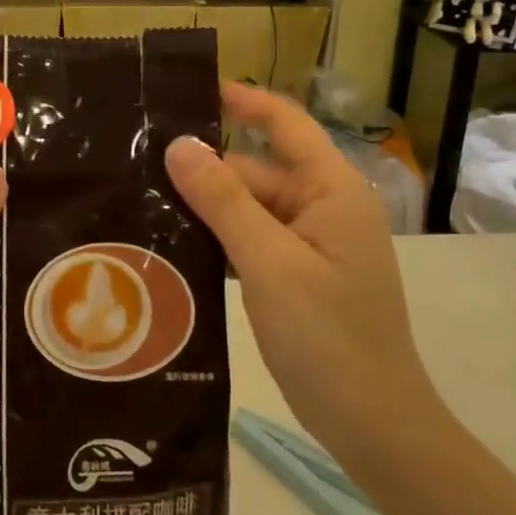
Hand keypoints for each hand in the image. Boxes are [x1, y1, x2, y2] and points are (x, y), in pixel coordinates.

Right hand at [165, 84, 436, 458]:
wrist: (374, 425)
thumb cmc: (327, 336)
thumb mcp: (268, 263)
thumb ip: (223, 201)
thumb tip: (179, 145)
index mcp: (332, 191)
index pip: (286, 124)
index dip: (243, 101)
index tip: (192, 89)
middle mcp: (325, 208)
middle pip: (259, 171)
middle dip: (208, 169)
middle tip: (141, 165)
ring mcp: (315, 245)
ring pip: (253, 209)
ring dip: (209, 207)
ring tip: (146, 201)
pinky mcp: (301, 277)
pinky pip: (255, 241)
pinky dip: (221, 239)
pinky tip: (177, 246)